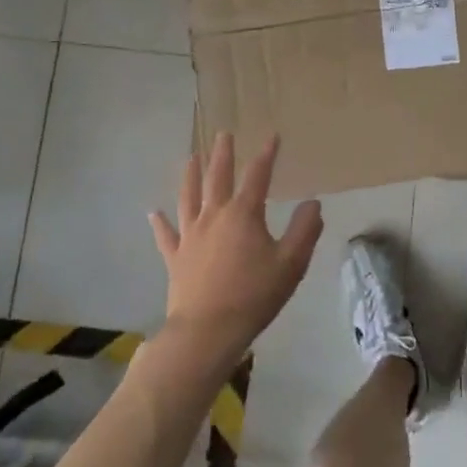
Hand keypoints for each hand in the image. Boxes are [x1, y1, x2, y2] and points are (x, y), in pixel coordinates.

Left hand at [150, 133, 322, 370]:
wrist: (207, 331)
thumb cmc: (254, 295)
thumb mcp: (292, 262)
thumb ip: (305, 230)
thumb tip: (312, 203)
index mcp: (244, 214)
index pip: (258, 176)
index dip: (267, 155)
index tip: (272, 136)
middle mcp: (214, 216)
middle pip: (217, 178)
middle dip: (223, 155)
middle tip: (223, 134)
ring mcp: (190, 236)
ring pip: (188, 198)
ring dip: (190, 176)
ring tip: (190, 158)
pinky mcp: (175, 258)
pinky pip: (166, 235)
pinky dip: (159, 223)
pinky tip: (153, 213)